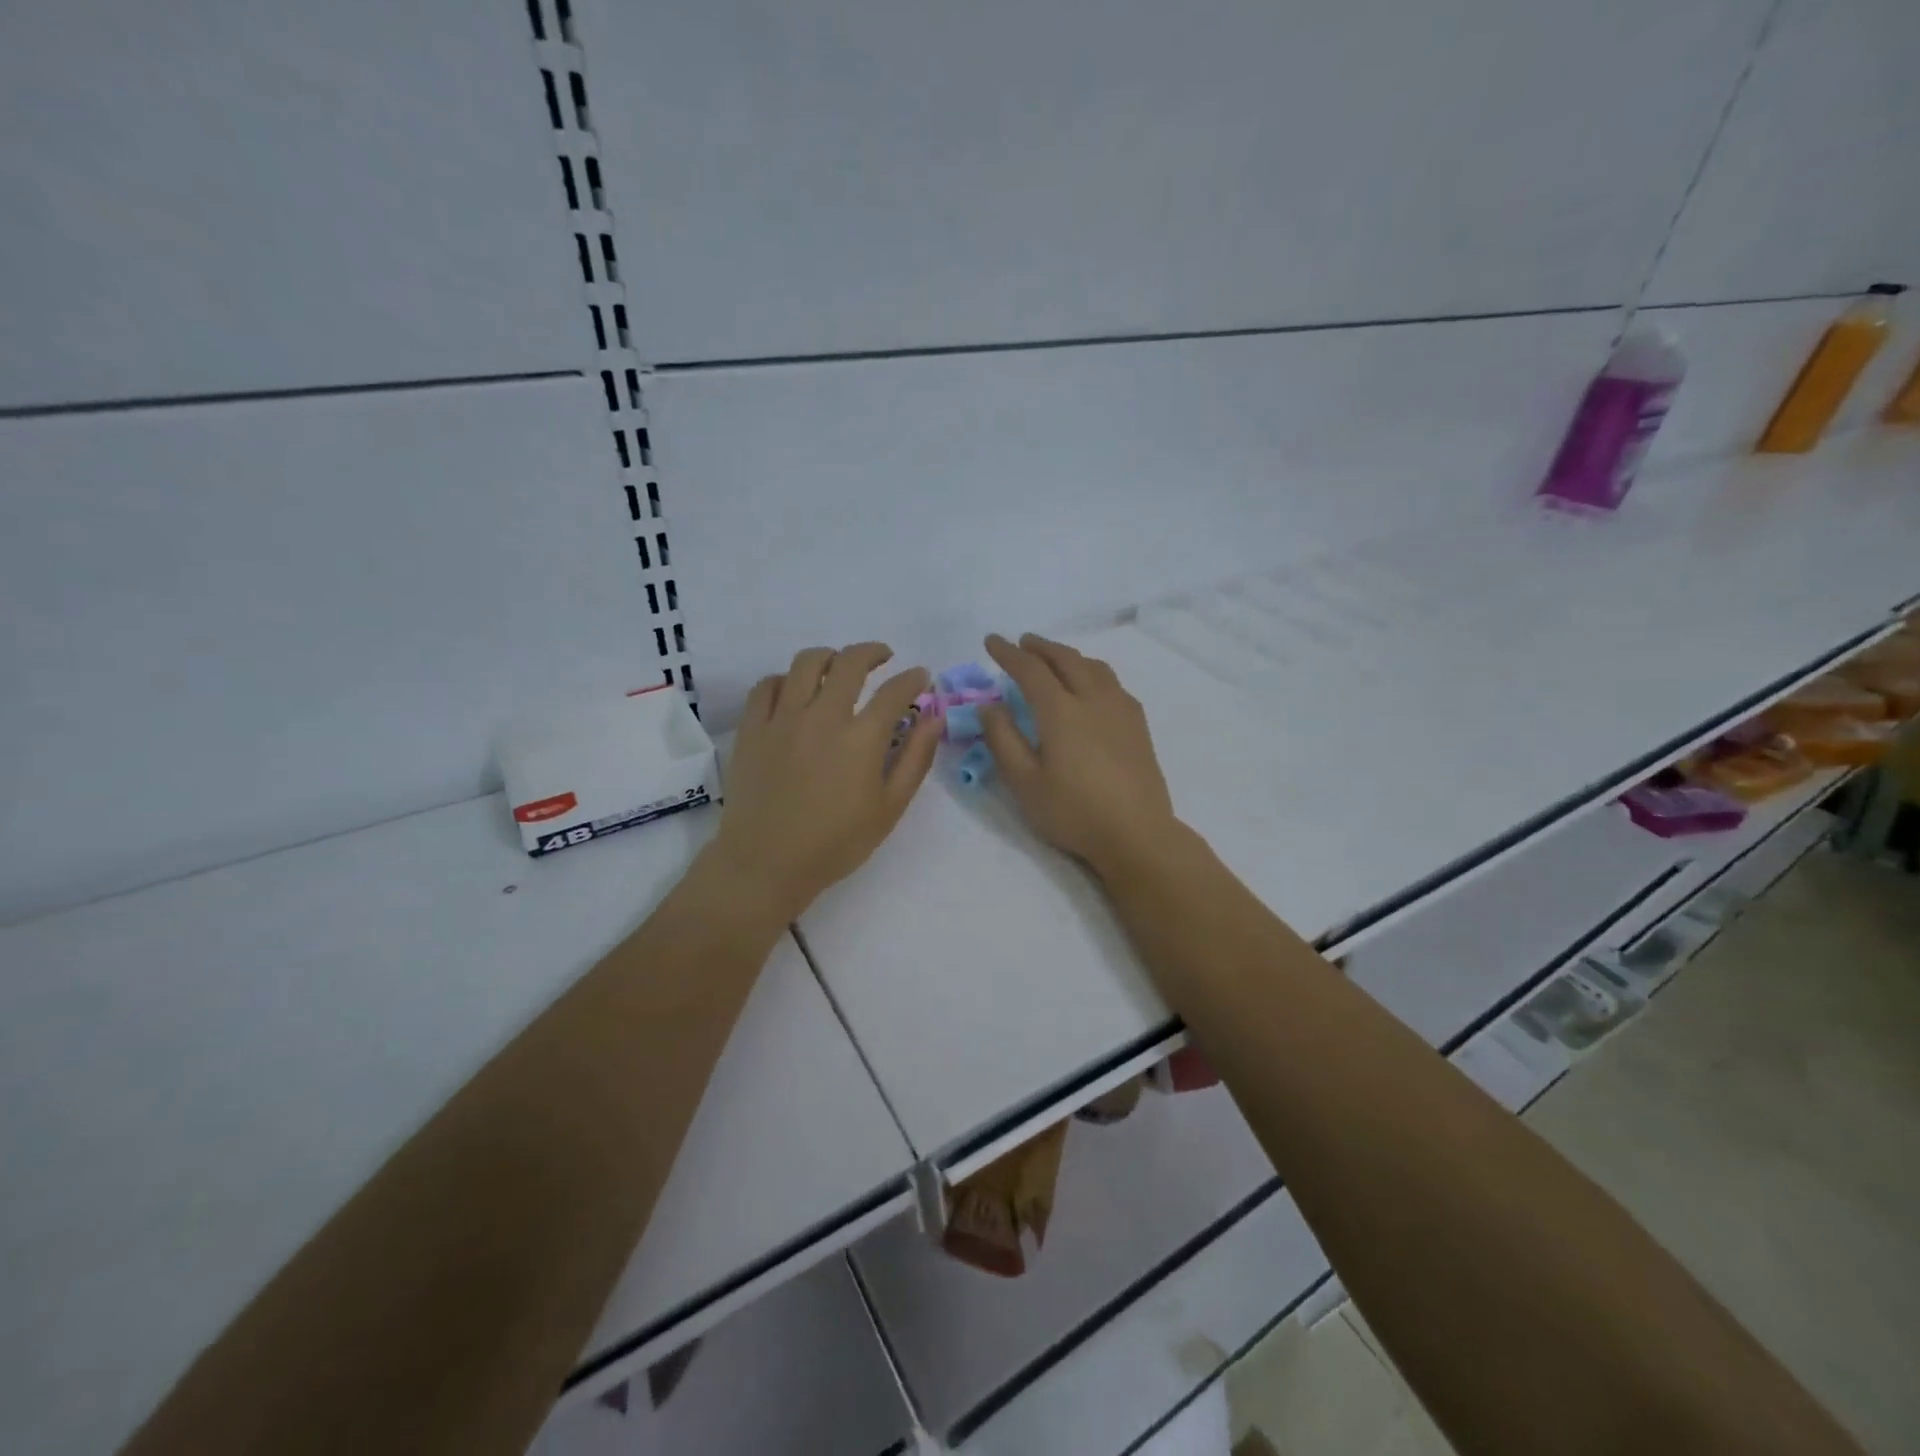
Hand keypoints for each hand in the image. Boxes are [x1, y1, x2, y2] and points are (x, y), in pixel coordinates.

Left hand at [706, 643, 940, 923]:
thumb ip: (916, 758)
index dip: (913, 679)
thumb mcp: (890, 808)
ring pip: (806, 663)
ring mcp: (783, 718)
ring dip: (829, 656)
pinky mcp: (752, 728)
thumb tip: (934, 718)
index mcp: (862, 737)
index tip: (920, 678)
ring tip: (838, 666)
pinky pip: (767, 685)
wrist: (766, 863)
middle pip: (850, 662)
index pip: (895, 691)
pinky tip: (794, 691)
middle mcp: (823, 716)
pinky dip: (785, 680)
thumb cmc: (836, 843)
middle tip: (883, 658)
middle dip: (873, 652)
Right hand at [978, 633, 1180, 880]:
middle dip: (1041, 647)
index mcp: (1061, 711)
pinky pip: (1113, 683)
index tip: (991, 641)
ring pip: (1094, 667)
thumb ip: (1003, 740)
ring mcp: (1120, 710)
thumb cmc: (1073, 812)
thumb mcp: (1024, 783)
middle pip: (1066, 659)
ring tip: (1055, 658)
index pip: (1030, 670)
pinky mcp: (1138, 725)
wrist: (1136, 834)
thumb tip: (989, 706)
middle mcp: (1093, 699)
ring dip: (1069, 655)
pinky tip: (1092, 686)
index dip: (1008, 653)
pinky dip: (1093, 672)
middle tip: (1022, 643)